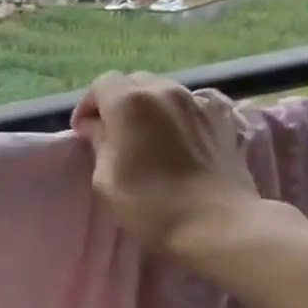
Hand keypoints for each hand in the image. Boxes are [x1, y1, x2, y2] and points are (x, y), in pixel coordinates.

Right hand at [72, 73, 262, 261]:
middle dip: (117, 102)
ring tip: (146, 136)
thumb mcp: (105, 178)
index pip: (101, 85)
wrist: (217, 224)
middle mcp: (164, 91)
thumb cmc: (151, 204)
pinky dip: (179, 113)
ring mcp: (198, 101)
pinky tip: (179, 135)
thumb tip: (96, 127)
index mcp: (129, 102)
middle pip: (133, 83)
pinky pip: (193, 103)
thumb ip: (98, 142)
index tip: (83, 132)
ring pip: (163, 91)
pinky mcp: (224, 117)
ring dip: (148, 107)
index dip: (88, 106)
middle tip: (112, 133)